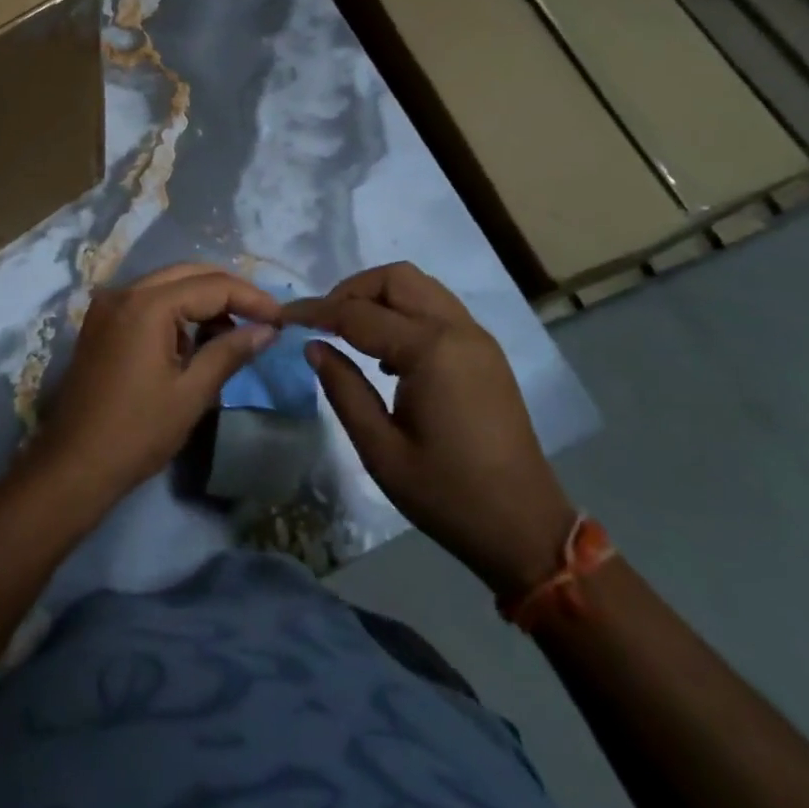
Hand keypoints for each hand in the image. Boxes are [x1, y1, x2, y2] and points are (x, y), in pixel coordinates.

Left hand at [35, 264, 279, 508]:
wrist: (72, 465)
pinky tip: (194, 339)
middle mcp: (124, 291)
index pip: (212, 285)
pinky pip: (147, 301)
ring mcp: (108, 305)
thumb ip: (229, 352)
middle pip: (188, 274)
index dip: (251, 298)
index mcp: (147, 304)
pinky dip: (175, 311)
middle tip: (262, 318)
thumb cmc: (137, 432)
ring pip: (167, 284)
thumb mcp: (192, 393)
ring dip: (202, 300)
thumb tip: (267, 330)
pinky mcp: (100, 323)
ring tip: (233, 332)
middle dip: (228, 291)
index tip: (281, 318)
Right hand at [286, 262, 574, 598]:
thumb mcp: (380, 450)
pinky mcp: (485, 352)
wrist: (525, 529)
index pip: (359, 313)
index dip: (316, 311)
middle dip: (351, 290)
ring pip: (419, 286)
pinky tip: (387, 352)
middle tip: (322, 321)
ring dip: (379, 295)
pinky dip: (405, 311)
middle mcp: (457, 330)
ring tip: (349, 331)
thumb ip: (343, 389)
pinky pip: (437, 308)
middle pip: (395, 278)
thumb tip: (313, 346)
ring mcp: (476, 338)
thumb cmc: (447, 495)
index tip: (283, 315)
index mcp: (430, 351)